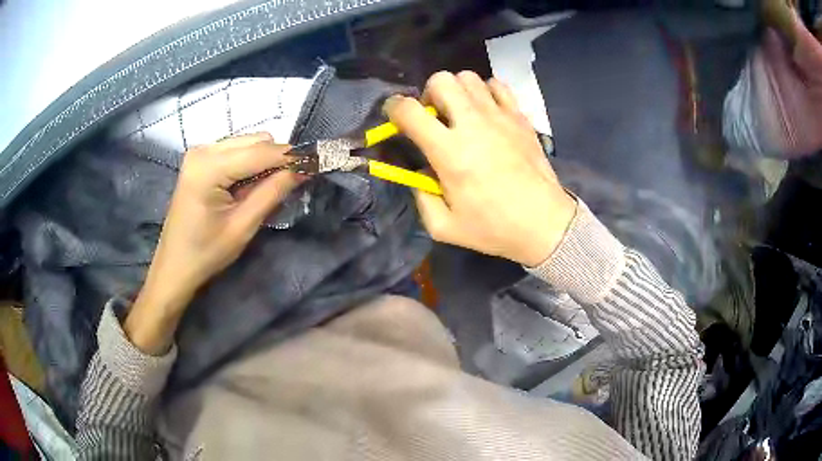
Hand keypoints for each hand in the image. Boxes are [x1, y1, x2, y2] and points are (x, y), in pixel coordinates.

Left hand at [125, 133, 302, 353]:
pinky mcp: (200, 159)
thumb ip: (273, 192)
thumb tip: (306, 168)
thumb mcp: (243, 226)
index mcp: (208, 167)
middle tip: (288, 187)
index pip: (262, 152)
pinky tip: (246, 187)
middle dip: (277, 160)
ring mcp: (199, 152)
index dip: (293, 157)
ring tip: (263, 191)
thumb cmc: (206, 253)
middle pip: (256, 140)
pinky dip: (250, 164)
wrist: (174, 266)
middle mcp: (203, 149)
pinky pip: (236, 150)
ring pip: (248, 143)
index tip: (320, 164)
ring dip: (264, 162)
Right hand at [385, 71, 575, 266]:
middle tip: (435, 117)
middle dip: (429, 94)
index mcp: (449, 152)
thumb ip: (421, 197)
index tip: (395, 117)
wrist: (544, 224)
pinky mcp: (520, 117)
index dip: (393, 108)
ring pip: (469, 77)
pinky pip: (498, 85)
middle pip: (441, 80)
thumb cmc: (494, 228)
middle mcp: (473, 124)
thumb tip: (421, 173)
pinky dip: (486, 92)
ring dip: (457, 91)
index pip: (409, 111)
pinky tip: (487, 112)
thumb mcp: (444, 227)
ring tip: (461, 113)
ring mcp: (500, 116)